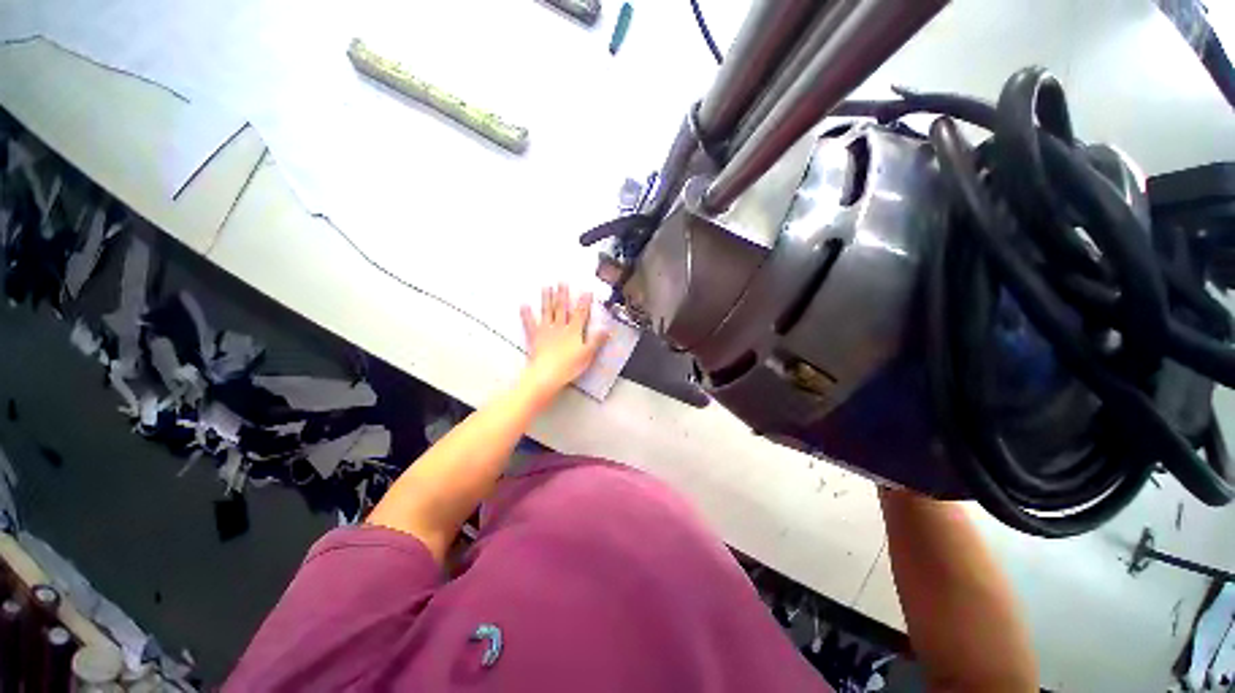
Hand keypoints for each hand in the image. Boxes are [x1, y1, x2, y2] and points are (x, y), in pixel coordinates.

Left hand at [520, 283, 609, 398]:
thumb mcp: (587, 354)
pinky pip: (529, 324)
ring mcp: (545, 331)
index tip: (586, 291)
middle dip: (563, 294)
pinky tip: (524, 305)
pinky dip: (526, 314)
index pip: (581, 313)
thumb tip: (607, 329)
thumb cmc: (568, 366)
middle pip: (562, 308)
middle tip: (562, 281)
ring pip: (547, 311)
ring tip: (546, 286)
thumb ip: (597, 340)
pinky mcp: (534, 338)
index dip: (584, 302)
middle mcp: (559, 327)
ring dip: (547, 298)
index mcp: (573, 331)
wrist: (546, 375)